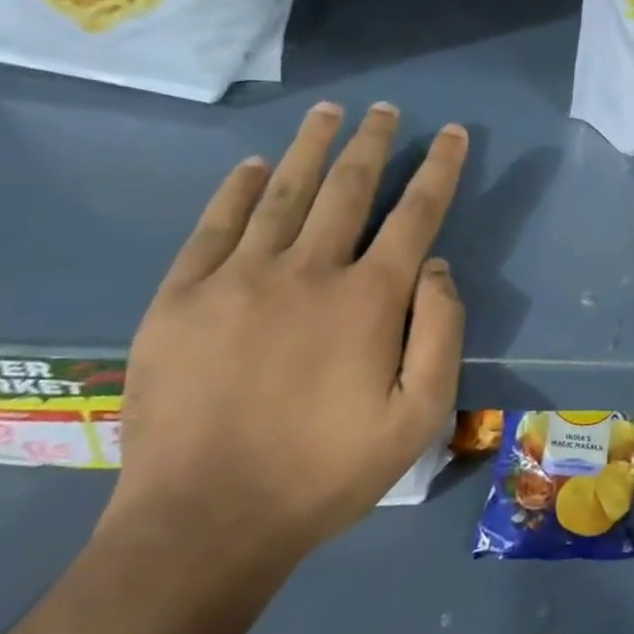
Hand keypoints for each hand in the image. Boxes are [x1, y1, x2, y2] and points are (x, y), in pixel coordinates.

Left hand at [104, 101, 468, 570]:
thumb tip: (437, 266)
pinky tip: (255, 165)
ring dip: (312, 147)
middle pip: (348, 187)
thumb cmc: (327, 472)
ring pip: (284, 192)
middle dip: (374, 142)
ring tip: (330, 112)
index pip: (416, 213)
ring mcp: (237, 279)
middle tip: (385, 110)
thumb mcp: (421, 416)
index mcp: (369, 299)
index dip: (440, 168)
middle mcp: (307, 271)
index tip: (453, 133)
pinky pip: (214, 225)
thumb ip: (441, 332)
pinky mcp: (180, 298)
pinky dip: (238, 188)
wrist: (204, 523)